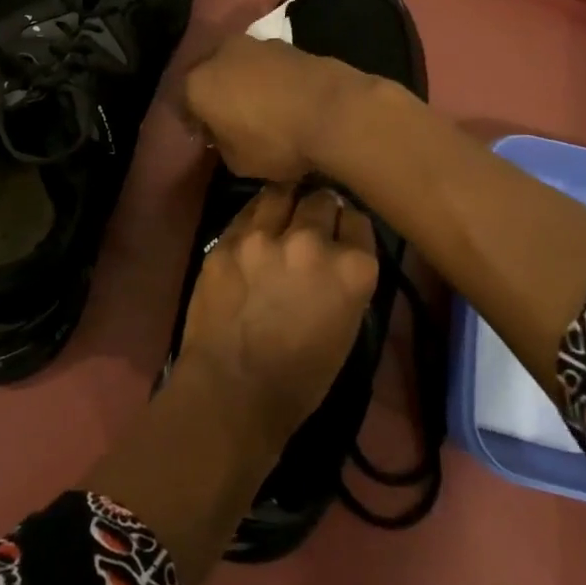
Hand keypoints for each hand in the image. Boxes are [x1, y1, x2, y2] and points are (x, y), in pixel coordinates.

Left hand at [176, 184, 379, 449]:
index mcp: (353, 268)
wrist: (232, 392)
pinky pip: (248, 211)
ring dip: (286, 201)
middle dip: (319, 208)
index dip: (347, 224)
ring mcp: (265, 236)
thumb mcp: (347, 327)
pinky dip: (256, 217)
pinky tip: (254, 230)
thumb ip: (345, 279)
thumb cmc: (300, 378)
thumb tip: (336, 252)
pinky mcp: (227, 239)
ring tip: (281, 215)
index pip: (357, 218)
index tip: (340, 232)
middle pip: (322, 198)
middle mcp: (312, 241)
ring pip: (282, 192)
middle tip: (310, 223)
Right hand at [182, 35, 366, 182]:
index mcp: (197, 84)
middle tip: (230, 118)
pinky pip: (265, 64)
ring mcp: (254, 43)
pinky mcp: (285, 42)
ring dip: (242, 81)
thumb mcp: (238, 162)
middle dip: (215, 94)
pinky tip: (282, 97)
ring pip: (237, 65)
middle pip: (208, 75)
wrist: (334, 110)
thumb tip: (224, 135)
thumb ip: (222, 145)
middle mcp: (219, 54)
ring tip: (260, 106)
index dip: (194, 122)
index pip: (182, 104)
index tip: (208, 137)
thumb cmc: (276, 140)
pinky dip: (268, 77)